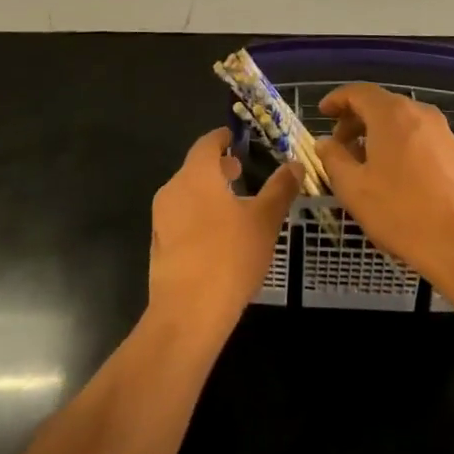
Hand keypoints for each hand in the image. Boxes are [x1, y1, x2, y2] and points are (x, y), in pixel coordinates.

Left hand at [148, 128, 300, 341]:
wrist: (187, 314)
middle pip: (195, 169)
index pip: (206, 144)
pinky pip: (180, 219)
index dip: (221, 138)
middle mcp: (173, 190)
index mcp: (196, 175)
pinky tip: (217, 238)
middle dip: (218, 168)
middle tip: (240, 172)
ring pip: (186, 194)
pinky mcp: (158, 247)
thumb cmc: (229, 257)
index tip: (234, 138)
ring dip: (208, 193)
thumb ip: (280, 189)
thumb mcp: (265, 221)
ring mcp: (161, 219)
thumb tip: (295, 164)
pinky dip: (198, 216)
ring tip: (233, 207)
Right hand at [316, 83, 453, 293]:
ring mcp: (442, 131)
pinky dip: (400, 145)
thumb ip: (333, 159)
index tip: (322, 113)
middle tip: (339, 145)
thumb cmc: (403, 213)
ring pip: (401, 122)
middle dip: (356, 120)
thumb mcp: (354, 189)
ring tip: (365, 164)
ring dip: (378, 134)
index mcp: (391, 113)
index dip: (337, 100)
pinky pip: (419, 137)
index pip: (358, 92)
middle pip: (381, 105)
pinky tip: (395, 176)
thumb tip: (325, 143)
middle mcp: (419, 112)